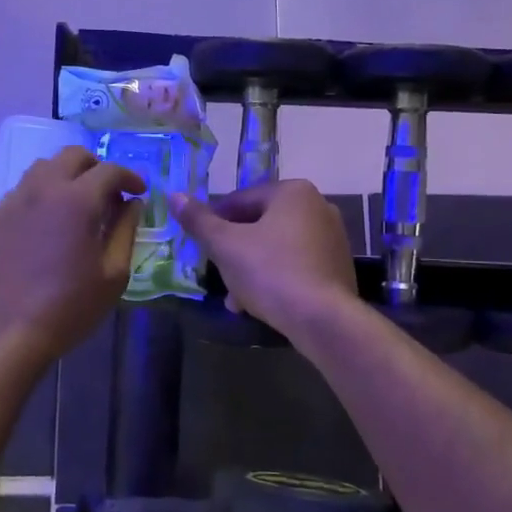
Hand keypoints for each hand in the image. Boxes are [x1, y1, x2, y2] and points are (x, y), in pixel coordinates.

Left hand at [0, 148, 144, 365]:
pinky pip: (22, 192)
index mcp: (76, 201)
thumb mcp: (113, 274)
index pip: (109, 170)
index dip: (130, 177)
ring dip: (66, 176)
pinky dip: (42, 194)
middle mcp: (42, 190)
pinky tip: (48, 224)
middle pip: (72, 156)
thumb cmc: (69, 308)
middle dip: (96, 167)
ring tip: (78, 204)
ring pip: (42, 168)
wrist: (6, 335)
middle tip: (109, 193)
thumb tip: (132, 203)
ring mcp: (12, 203)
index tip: (139, 192)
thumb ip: (126, 230)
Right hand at [169, 181, 358, 338]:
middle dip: (234, 252)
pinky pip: (296, 266)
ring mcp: (332, 238)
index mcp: (293, 192)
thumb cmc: (270, 272)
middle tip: (217, 277)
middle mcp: (318, 206)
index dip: (214, 224)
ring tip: (235, 300)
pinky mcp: (337, 267)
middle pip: (260, 225)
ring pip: (276, 248)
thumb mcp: (225, 246)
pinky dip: (276, 279)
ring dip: (251, 270)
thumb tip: (174, 196)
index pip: (240, 200)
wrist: (322, 319)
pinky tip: (259, 305)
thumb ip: (199, 221)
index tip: (201, 248)